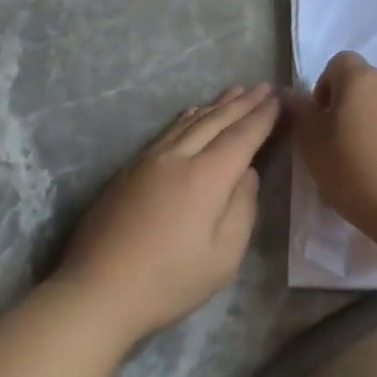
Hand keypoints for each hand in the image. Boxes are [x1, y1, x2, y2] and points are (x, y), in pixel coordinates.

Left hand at [59, 85, 279, 342]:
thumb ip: (242, 208)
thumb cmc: (170, 281)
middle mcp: (178, 157)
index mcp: (207, 177)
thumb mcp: (224, 256)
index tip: (279, 99)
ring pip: (189, 121)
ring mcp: (149, 160)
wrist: (98, 290)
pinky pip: (168, 130)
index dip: (262, 117)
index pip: (242, 136)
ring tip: (235, 91)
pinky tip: (193, 113)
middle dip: (242, 103)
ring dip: (216, 104)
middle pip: (216, 120)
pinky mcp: (129, 170)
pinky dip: (189, 117)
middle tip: (263, 86)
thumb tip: (247, 174)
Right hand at [289, 53, 376, 235]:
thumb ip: (301, 115)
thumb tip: (290, 94)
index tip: (326, 119)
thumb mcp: (314, 149)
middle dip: (361, 107)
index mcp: (362, 80)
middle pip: (373, 85)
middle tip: (352, 145)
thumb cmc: (358, 175)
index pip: (340, 63)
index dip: (329, 86)